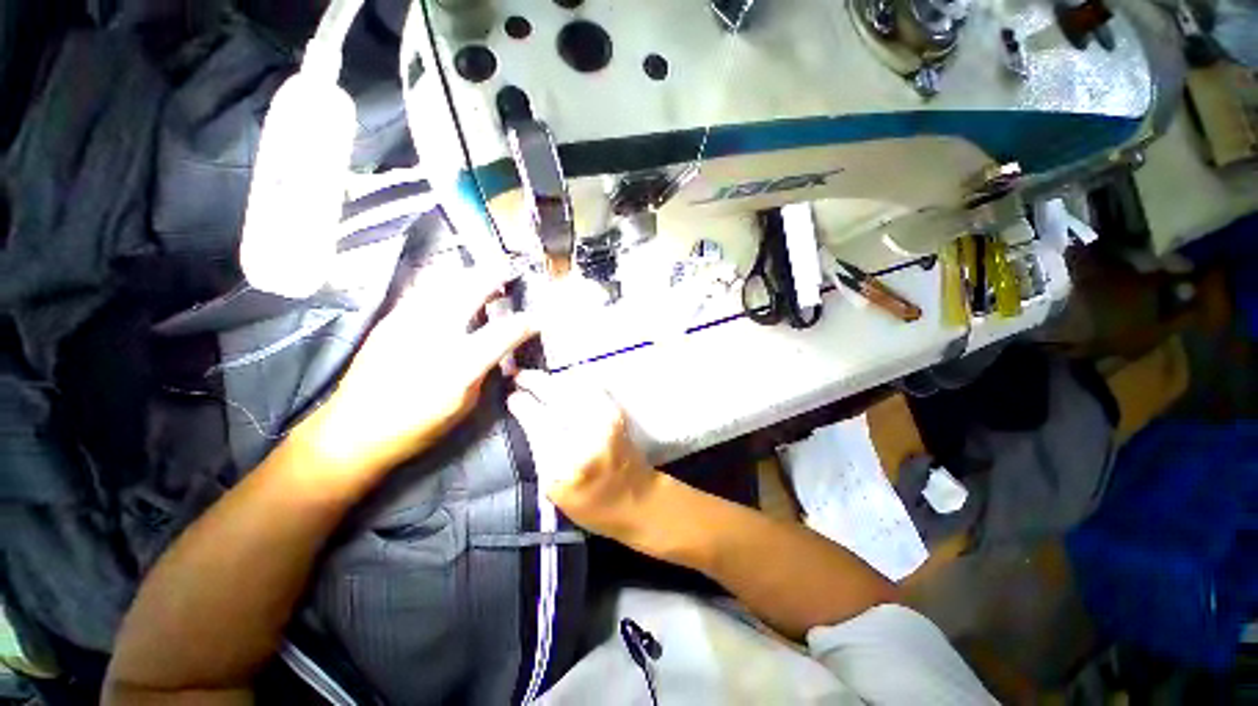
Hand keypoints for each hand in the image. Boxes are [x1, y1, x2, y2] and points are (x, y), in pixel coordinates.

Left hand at [298, 269, 534, 481]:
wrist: (353, 432)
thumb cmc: (417, 425)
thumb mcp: (465, 404)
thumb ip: (485, 371)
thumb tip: (499, 349)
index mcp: (460, 363)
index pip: (504, 332)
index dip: (526, 322)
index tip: (539, 317)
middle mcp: (434, 334)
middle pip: (471, 289)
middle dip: (496, 275)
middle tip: (510, 272)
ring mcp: (407, 321)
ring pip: (443, 280)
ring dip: (469, 274)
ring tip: (483, 276)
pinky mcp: (390, 319)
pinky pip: (423, 288)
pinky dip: (444, 281)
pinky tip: (451, 288)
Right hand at [507, 371, 659, 538]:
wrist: (637, 500)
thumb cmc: (591, 505)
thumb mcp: (554, 490)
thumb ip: (540, 453)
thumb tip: (526, 417)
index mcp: (565, 463)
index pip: (538, 423)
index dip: (523, 405)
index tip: (511, 396)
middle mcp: (586, 435)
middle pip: (556, 399)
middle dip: (534, 383)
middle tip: (518, 376)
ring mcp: (605, 420)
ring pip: (574, 388)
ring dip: (553, 379)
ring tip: (537, 377)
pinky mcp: (617, 413)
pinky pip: (592, 387)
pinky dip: (577, 379)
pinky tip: (566, 376)